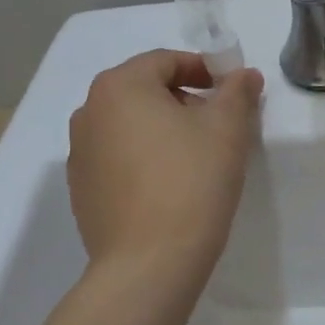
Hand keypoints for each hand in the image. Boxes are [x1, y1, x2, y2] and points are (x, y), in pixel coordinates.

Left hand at [67, 50, 262, 285]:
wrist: (149, 263)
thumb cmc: (191, 182)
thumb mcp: (227, 130)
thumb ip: (237, 92)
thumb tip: (244, 75)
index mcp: (119, 87)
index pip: (166, 61)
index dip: (204, 69)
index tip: (232, 91)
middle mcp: (89, 112)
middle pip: (144, 91)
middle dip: (183, 100)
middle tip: (219, 125)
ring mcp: (80, 153)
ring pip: (129, 126)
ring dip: (163, 130)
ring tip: (196, 158)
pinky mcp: (82, 190)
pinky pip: (118, 159)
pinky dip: (144, 159)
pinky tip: (170, 186)